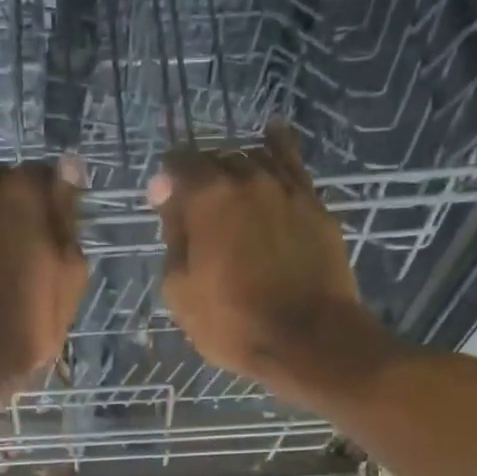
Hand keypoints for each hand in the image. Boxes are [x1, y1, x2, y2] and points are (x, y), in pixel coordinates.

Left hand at [0, 160, 88, 413]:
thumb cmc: (25, 326)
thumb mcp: (69, 278)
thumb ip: (67, 219)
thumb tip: (69, 169)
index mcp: (24, 198)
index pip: (43, 173)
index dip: (49, 197)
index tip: (51, 223)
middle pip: (0, 175)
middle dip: (11, 197)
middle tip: (16, 237)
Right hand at [148, 123, 391, 404]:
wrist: (309, 339)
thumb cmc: (233, 323)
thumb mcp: (180, 290)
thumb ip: (173, 237)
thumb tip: (170, 201)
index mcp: (208, 197)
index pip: (177, 164)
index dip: (165, 182)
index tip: (161, 204)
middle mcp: (247, 178)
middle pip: (215, 159)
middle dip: (199, 177)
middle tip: (195, 210)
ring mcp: (286, 188)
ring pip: (253, 159)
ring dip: (234, 169)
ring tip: (229, 189)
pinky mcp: (315, 204)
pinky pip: (293, 164)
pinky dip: (278, 148)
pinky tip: (272, 136)